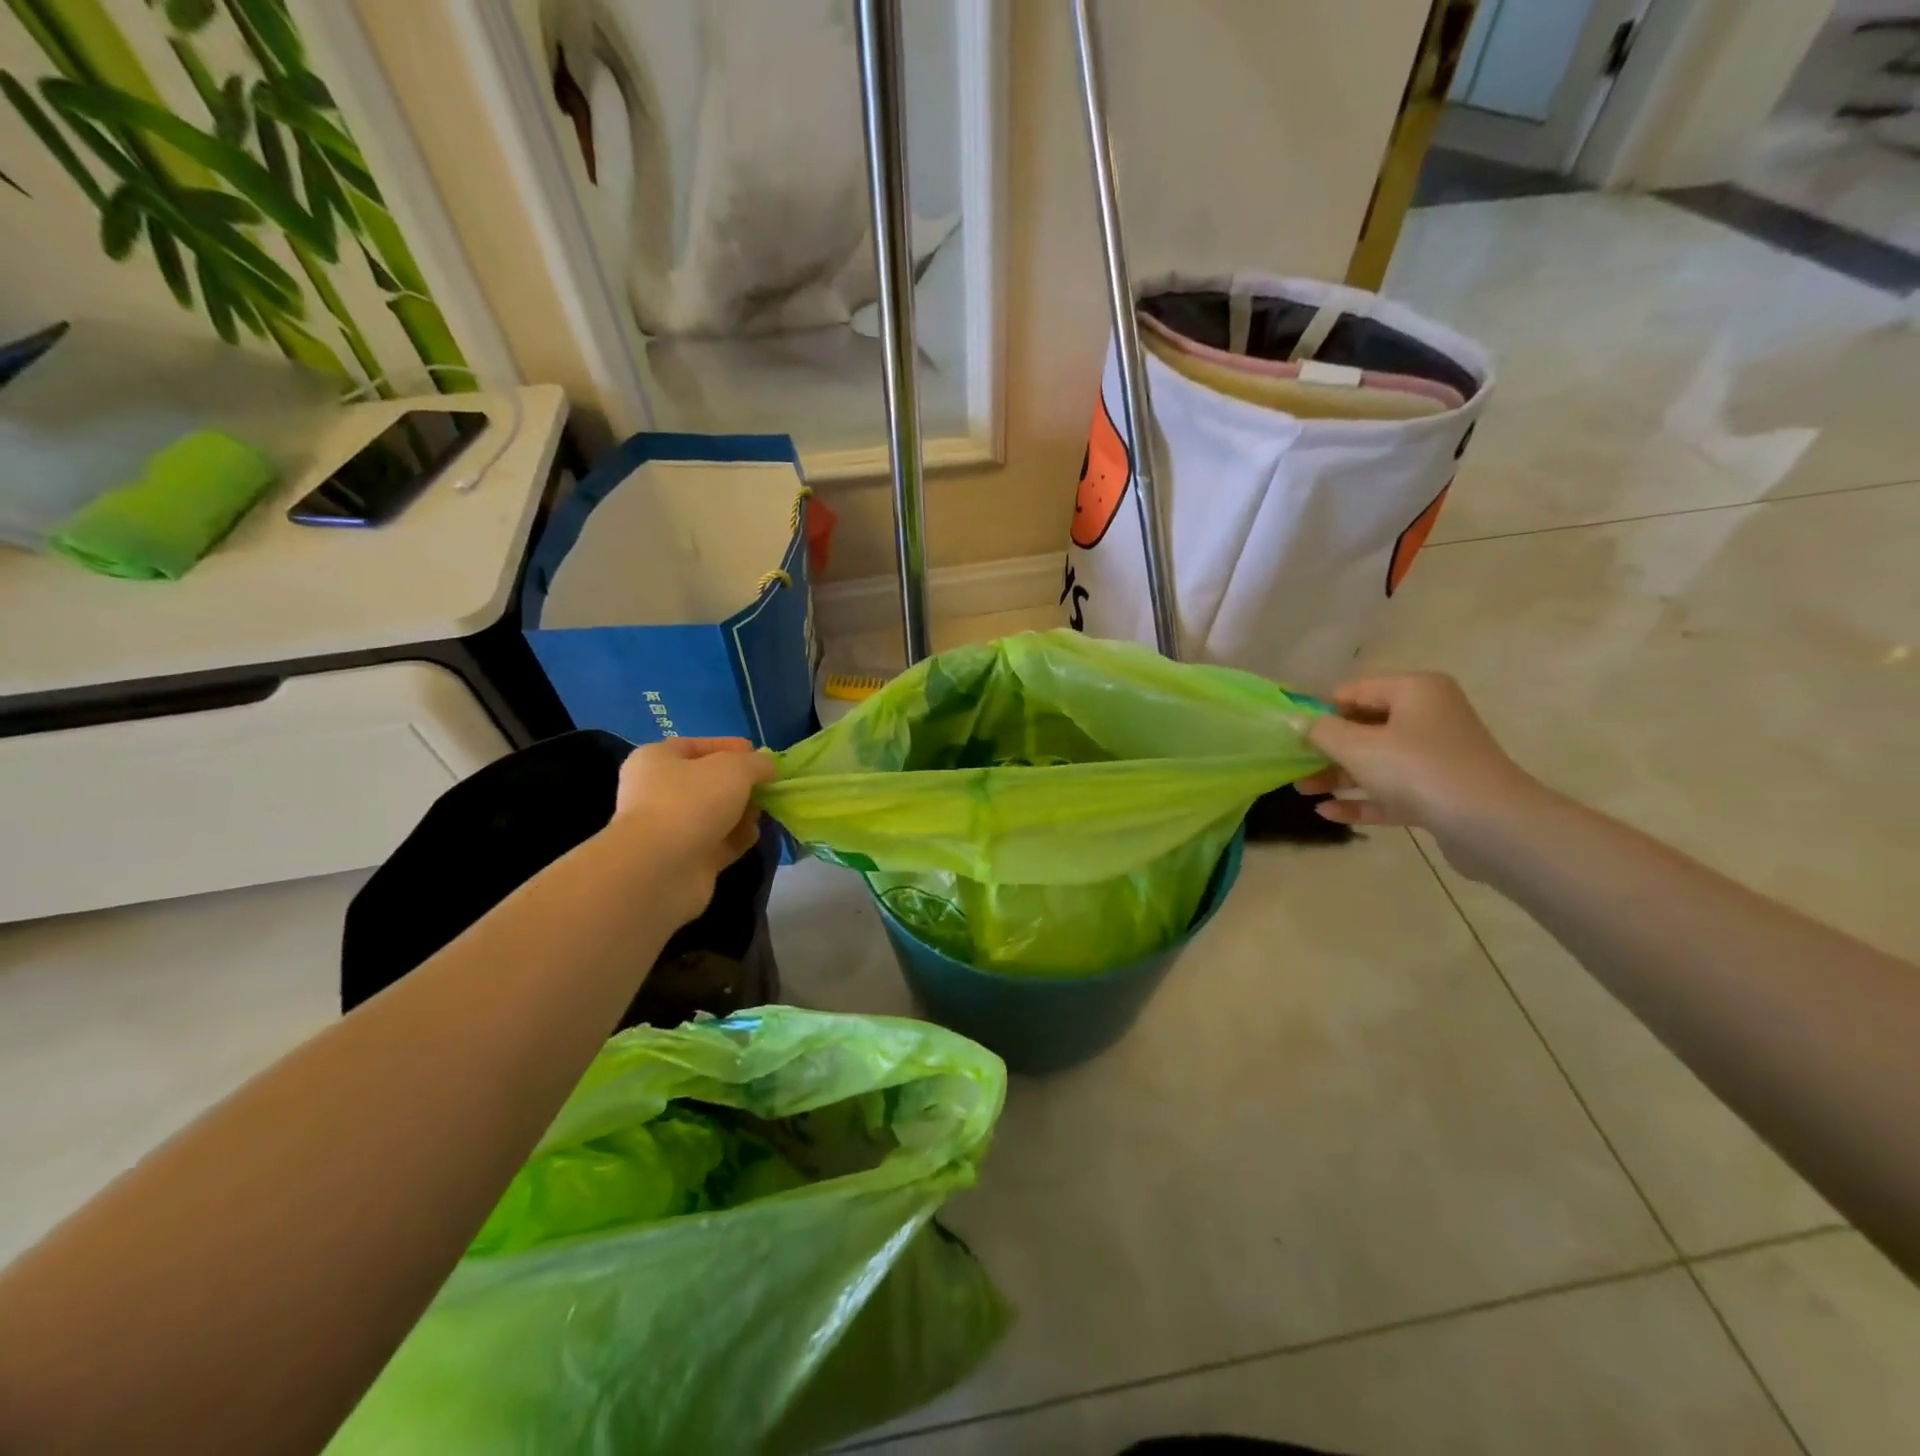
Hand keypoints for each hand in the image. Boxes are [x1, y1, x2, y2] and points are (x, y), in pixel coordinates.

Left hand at [605, 738, 777, 923]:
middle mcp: (658, 792)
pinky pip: (719, 843)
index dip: (731, 748)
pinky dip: (738, 838)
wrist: (661, 869)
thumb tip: (768, 767)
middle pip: (708, 782)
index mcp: (656, 760)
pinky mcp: (686, 860)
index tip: (762, 757)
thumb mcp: (734, 768)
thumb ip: (756, 763)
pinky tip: (755, 835)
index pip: (697, 746)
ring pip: (715, 814)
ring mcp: (671, 829)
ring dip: (742, 812)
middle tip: (768, 787)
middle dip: (741, 784)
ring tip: (764, 812)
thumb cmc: (691, 802)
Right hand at [1296, 675, 1540, 849]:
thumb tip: (1295, 720)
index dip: (1320, 711)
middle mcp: (1429, 717)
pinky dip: (1361, 799)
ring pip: (1376, 762)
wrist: (1490, 824)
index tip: (1291, 734)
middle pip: (1364, 727)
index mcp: (1415, 691)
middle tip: (1292, 765)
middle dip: (1326, 748)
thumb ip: (1321, 731)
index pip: (1355, 691)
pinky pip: (1391, 791)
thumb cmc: (1417, 768)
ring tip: (1301, 790)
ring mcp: (1437, 757)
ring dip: (1337, 775)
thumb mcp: (1357, 746)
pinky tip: (1327, 813)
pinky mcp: (1439, 794)